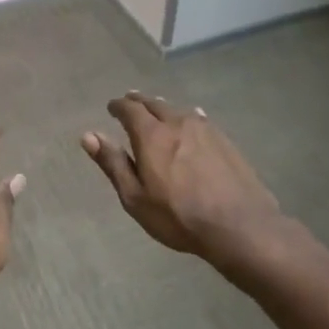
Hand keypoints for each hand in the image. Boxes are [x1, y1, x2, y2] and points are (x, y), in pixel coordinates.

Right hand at [83, 92, 282, 268]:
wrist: (239, 226)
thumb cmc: (179, 216)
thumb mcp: (135, 197)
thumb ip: (113, 163)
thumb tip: (88, 135)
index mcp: (151, 135)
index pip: (130, 109)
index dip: (118, 106)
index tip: (111, 108)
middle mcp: (177, 123)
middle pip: (154, 104)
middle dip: (139, 102)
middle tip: (130, 103)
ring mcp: (205, 129)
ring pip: (178, 110)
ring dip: (163, 108)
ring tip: (156, 110)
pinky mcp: (225, 140)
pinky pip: (199, 119)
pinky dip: (187, 117)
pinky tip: (191, 120)